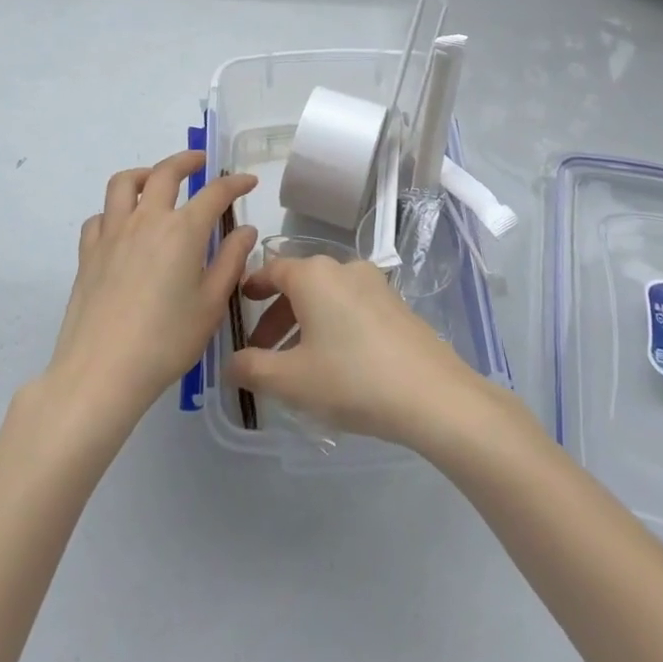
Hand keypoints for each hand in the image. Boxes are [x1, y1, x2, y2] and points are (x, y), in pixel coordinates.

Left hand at [42, 151, 256, 424]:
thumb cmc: (166, 341)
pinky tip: (122, 226)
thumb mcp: (211, 305)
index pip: (215, 193)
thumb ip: (230, 261)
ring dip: (145, 174)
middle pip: (166, 172)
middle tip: (200, 163)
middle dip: (187, 161)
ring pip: (124, 183)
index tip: (248, 182)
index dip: (235, 183)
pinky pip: (100, 216)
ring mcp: (112, 233)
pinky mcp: (88, 252)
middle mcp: (147, 220)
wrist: (102, 372)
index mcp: (183, 230)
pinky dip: (114, 211)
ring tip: (155, 181)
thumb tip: (244, 230)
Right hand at [227, 251, 491, 451]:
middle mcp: (343, 268)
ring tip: (297, 365)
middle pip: (299, 284)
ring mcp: (374, 284)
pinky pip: (351, 306)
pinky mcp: (396, 304)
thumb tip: (230, 363)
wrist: (431, 394)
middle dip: (276, 316)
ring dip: (305, 323)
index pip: (272, 269)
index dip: (252, 286)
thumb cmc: (351, 379)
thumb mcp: (291, 380)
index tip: (239, 305)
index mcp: (313, 275)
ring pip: (326, 297)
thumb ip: (253, 368)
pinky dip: (333, 325)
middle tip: (262, 351)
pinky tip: (335, 364)